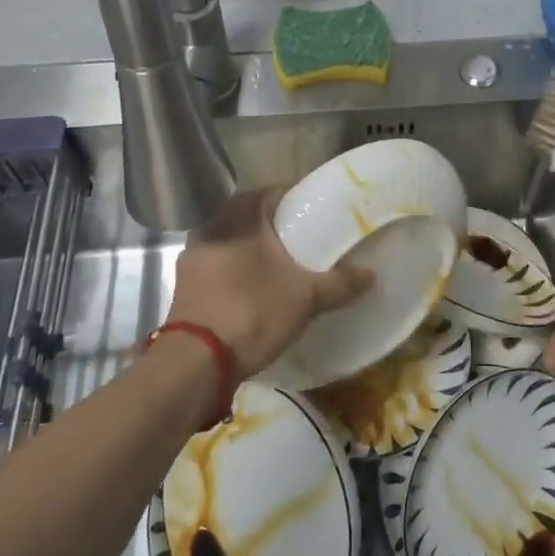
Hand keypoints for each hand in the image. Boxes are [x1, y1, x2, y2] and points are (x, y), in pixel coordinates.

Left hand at [166, 187, 373, 376]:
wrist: (196, 362)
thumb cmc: (253, 310)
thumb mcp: (306, 297)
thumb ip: (340, 282)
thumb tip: (371, 274)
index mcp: (239, 213)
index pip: (275, 193)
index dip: (299, 202)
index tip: (318, 216)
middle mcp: (211, 224)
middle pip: (252, 218)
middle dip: (277, 229)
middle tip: (305, 243)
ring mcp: (192, 255)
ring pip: (233, 243)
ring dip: (254, 252)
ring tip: (282, 268)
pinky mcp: (184, 284)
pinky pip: (218, 267)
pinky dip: (236, 272)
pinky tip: (254, 290)